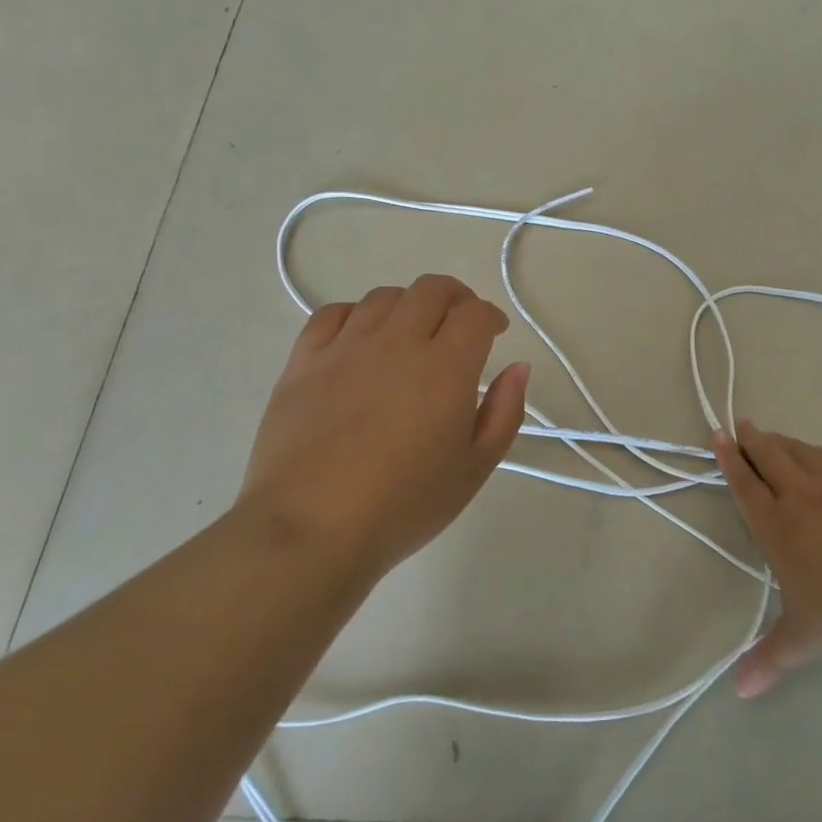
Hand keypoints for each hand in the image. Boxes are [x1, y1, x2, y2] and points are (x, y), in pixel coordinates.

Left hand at [239, 274, 529, 585]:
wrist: (310, 531)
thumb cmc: (404, 506)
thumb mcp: (475, 468)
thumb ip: (505, 412)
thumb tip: (517, 367)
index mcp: (445, 368)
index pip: (475, 314)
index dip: (490, 316)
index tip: (495, 333)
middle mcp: (397, 343)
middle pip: (431, 290)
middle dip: (455, 297)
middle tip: (459, 323)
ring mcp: (346, 348)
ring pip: (384, 297)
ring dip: (408, 305)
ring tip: (410, 333)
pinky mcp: (304, 362)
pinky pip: (332, 314)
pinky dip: (355, 315)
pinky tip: (360, 338)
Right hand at [714, 421, 821, 697]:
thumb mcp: (803, 636)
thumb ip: (770, 657)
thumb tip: (740, 692)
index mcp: (777, 526)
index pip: (746, 485)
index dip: (730, 460)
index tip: (719, 435)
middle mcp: (802, 496)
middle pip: (771, 457)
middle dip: (754, 440)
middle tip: (743, 424)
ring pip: (803, 453)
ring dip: (785, 442)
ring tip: (775, 435)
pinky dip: (821, 454)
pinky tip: (821, 455)